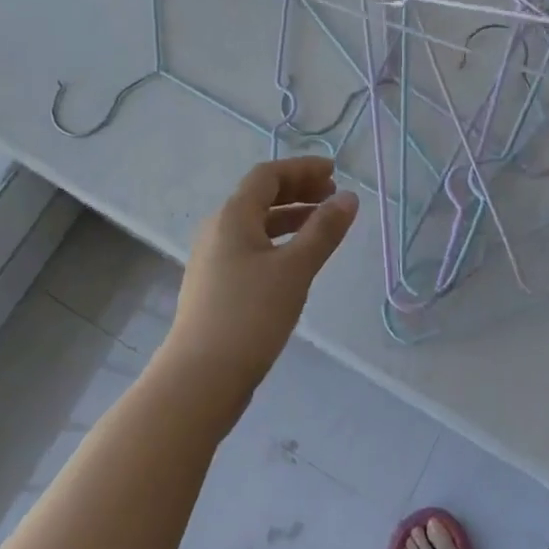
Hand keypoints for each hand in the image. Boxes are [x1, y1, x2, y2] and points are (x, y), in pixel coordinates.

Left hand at [163, 156, 358, 404]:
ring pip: (256, 224)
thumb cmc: (250, 316)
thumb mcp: (295, 269)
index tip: (335, 173)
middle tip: (333, 196)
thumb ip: (323, 231)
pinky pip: (251, 247)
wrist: (199, 379)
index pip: (268, 175)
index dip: (302, 169)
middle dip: (298, 190)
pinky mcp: (216, 286)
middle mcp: (218, 230)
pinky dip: (278, 241)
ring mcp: (214, 259)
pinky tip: (297, 261)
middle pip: (260, 196)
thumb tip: (349, 198)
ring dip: (290, 217)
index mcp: (232, 216)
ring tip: (323, 225)